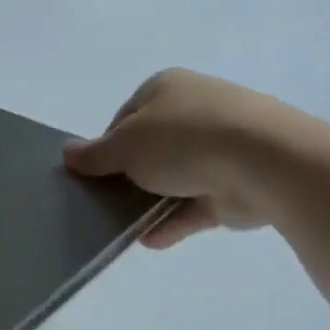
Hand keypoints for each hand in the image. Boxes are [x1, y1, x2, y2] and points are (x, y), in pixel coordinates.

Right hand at [64, 69, 308, 246]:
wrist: (262, 162)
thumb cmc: (182, 140)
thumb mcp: (124, 145)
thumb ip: (94, 154)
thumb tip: (67, 153)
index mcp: (166, 89)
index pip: (126, 117)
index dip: (107, 145)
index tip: (96, 172)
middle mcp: (194, 112)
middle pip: (149, 149)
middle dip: (128, 176)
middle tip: (105, 200)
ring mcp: (218, 149)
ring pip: (172, 179)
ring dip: (148, 203)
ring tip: (122, 226)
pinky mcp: (233, 186)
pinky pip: (193, 207)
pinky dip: (171, 223)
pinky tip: (149, 240)